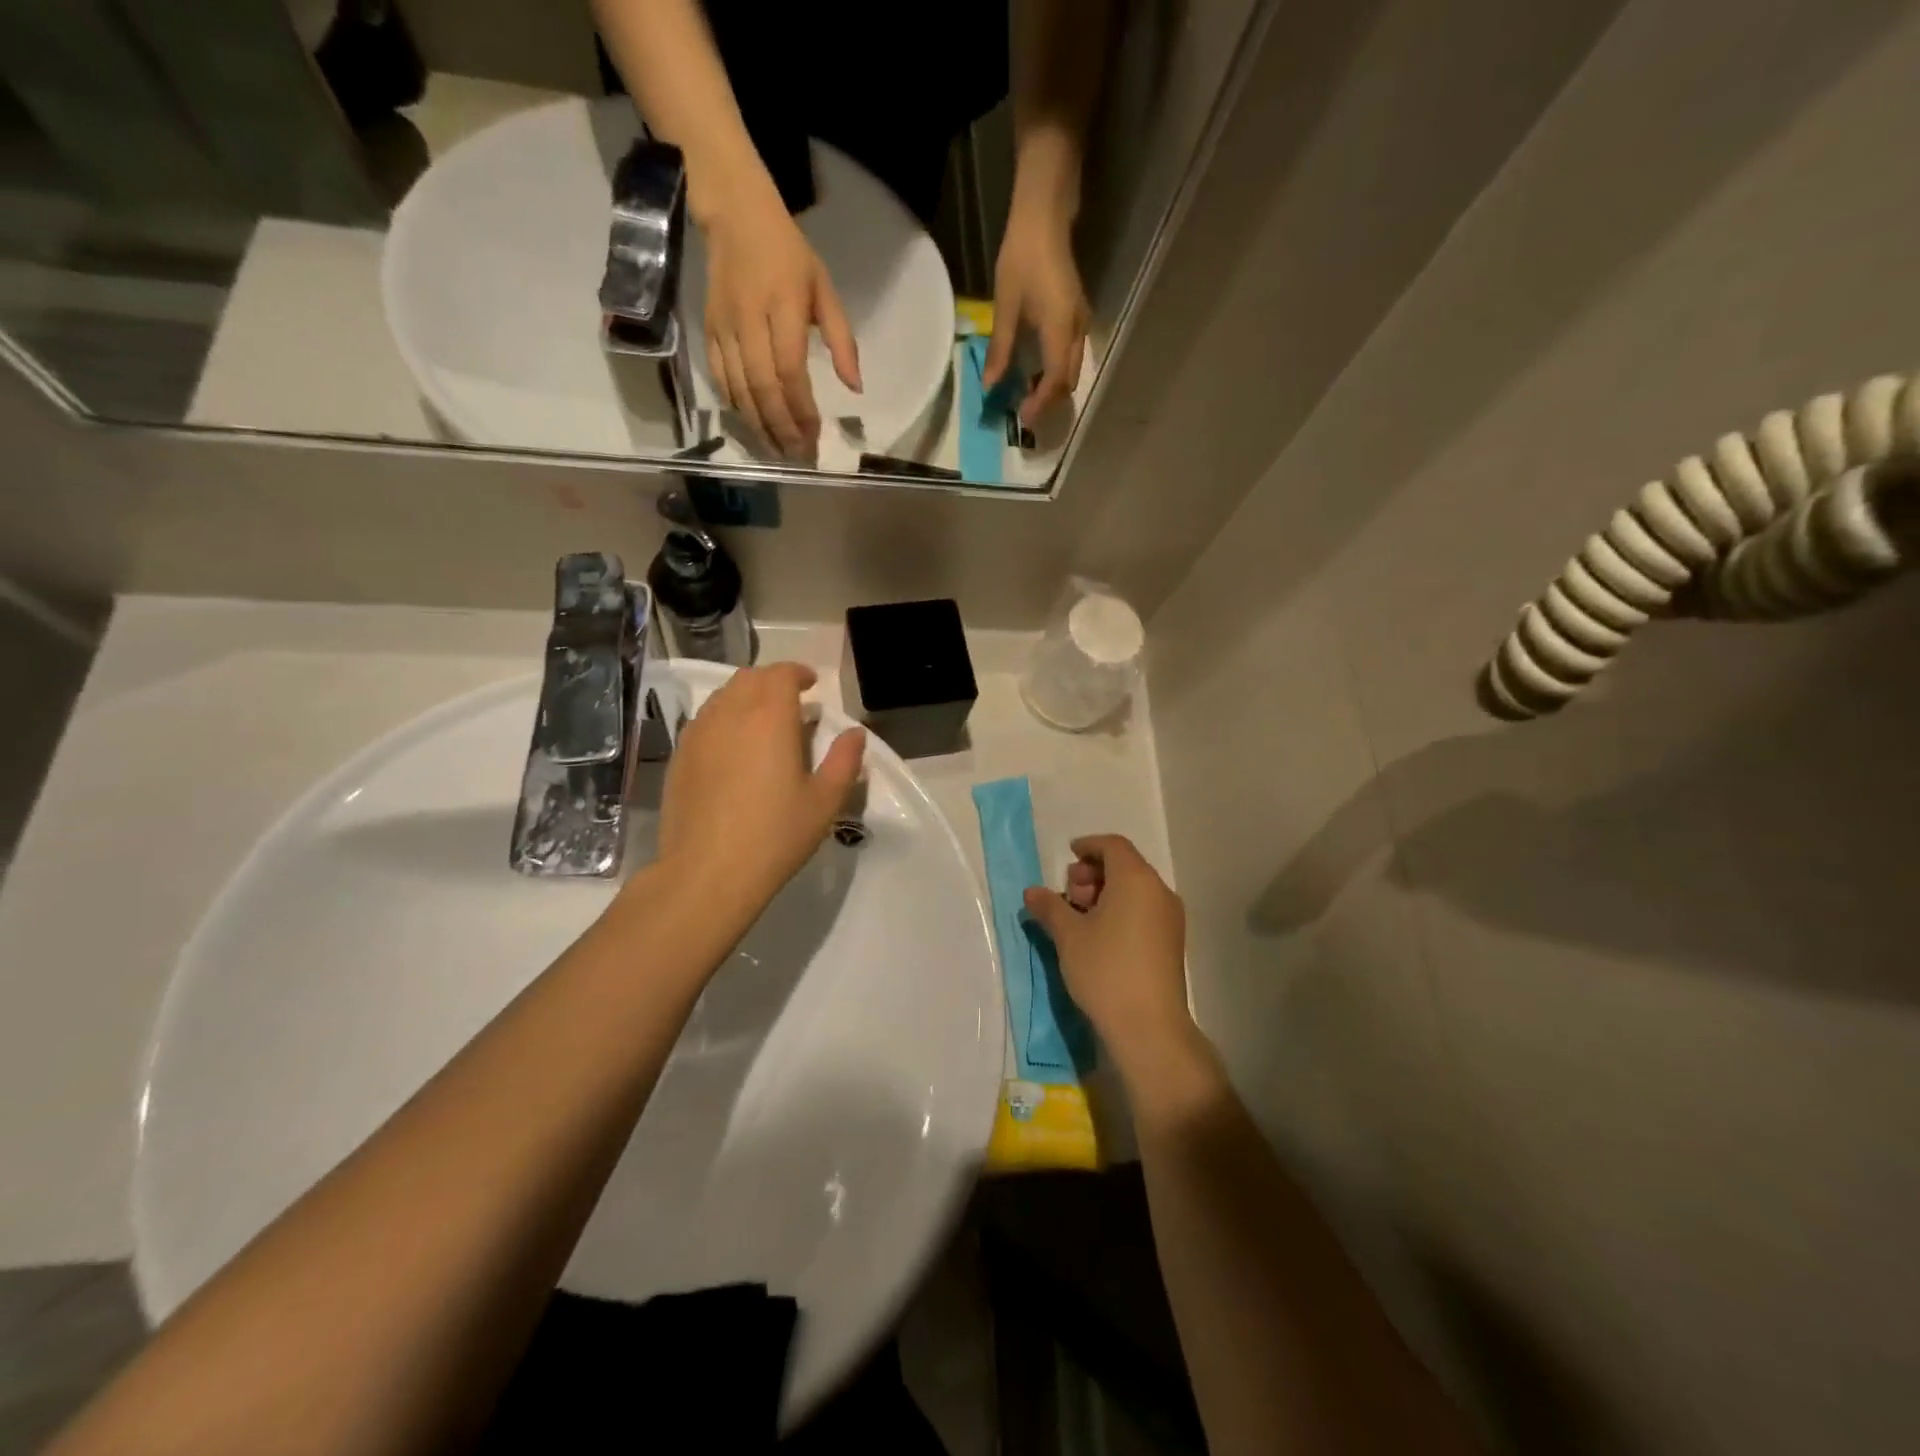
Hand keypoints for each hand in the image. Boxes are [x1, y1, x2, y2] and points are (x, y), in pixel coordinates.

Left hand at [656, 662, 864, 917]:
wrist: (707, 872)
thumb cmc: (775, 835)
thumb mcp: (824, 801)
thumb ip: (844, 760)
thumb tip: (855, 733)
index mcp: (770, 717)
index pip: (781, 674)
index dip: (798, 673)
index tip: (812, 685)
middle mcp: (730, 714)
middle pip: (749, 678)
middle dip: (772, 681)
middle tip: (792, 702)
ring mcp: (698, 733)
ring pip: (723, 697)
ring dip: (746, 698)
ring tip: (763, 723)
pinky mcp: (680, 756)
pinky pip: (704, 721)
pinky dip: (724, 719)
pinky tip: (733, 749)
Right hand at [701, 184, 861, 458]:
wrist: (734, 215)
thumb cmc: (788, 254)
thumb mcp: (825, 290)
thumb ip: (842, 341)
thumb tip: (855, 388)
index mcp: (783, 308)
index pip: (790, 372)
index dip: (802, 410)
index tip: (815, 436)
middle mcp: (750, 321)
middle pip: (763, 388)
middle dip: (781, 428)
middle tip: (798, 455)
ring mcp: (724, 327)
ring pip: (739, 390)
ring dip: (759, 426)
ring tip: (778, 450)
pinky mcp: (708, 331)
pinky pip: (720, 378)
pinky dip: (736, 406)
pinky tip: (752, 424)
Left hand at [983, 201, 1088, 424]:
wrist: (1045, 216)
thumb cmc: (1023, 257)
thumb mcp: (1006, 305)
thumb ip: (1001, 348)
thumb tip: (990, 384)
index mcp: (1060, 330)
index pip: (1056, 380)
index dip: (1040, 403)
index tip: (1024, 419)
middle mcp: (1077, 330)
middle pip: (1069, 380)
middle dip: (1049, 401)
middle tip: (1025, 412)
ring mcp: (1081, 322)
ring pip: (1072, 369)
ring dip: (1053, 387)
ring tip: (1028, 395)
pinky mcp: (1077, 315)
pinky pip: (1070, 355)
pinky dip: (1056, 371)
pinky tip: (1037, 371)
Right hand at [1023, 835, 1193, 1082]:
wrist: (1149, 1026)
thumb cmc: (1105, 970)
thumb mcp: (1068, 936)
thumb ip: (1049, 907)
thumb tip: (1032, 891)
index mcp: (1136, 879)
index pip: (1113, 845)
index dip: (1088, 846)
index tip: (1068, 856)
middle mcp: (1159, 891)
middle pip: (1125, 865)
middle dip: (1093, 873)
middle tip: (1068, 895)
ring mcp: (1170, 918)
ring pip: (1135, 889)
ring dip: (1105, 893)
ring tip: (1078, 918)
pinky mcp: (1171, 942)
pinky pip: (1144, 910)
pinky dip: (1120, 910)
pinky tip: (1098, 936)